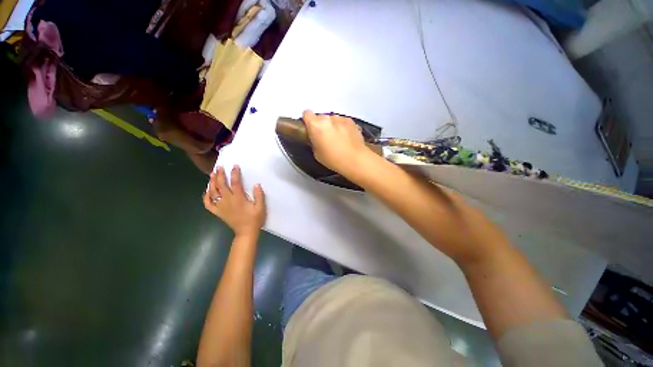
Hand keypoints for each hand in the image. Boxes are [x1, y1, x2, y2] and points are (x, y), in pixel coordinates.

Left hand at [203, 165, 265, 236]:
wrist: (246, 233)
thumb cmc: (254, 220)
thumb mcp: (260, 208)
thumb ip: (259, 196)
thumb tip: (256, 184)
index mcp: (238, 199)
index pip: (235, 183)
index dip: (234, 173)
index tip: (234, 166)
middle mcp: (228, 201)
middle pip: (221, 185)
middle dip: (219, 175)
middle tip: (219, 167)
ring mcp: (221, 206)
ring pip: (213, 192)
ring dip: (211, 182)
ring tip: (212, 175)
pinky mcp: (217, 212)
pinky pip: (208, 204)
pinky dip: (206, 197)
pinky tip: (206, 191)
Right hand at [303, 110, 373, 176]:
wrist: (355, 159)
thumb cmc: (333, 158)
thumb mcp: (316, 153)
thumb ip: (313, 140)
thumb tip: (315, 137)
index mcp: (315, 125)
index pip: (306, 113)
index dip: (307, 120)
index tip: (309, 128)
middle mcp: (327, 118)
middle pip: (320, 117)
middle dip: (321, 124)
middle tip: (324, 136)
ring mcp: (340, 118)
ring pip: (332, 119)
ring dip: (332, 125)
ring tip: (337, 138)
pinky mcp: (351, 121)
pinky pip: (342, 121)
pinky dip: (342, 126)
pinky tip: (346, 137)